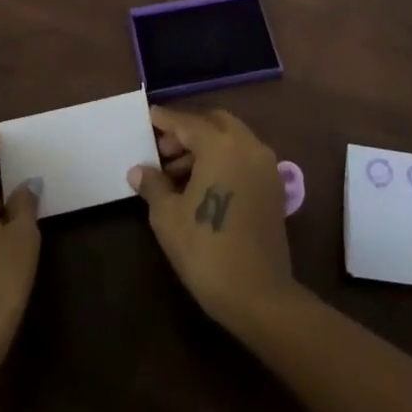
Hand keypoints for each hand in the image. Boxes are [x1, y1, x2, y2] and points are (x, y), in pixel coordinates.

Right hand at [128, 106, 299, 334]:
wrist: (259, 295)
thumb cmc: (207, 251)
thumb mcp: (168, 217)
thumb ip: (153, 185)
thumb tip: (138, 170)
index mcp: (221, 146)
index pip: (187, 123)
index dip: (166, 120)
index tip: (149, 115)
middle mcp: (248, 146)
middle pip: (215, 123)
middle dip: (188, 130)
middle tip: (163, 150)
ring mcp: (265, 165)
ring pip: (232, 139)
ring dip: (206, 146)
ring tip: (176, 174)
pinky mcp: (273, 186)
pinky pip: (244, 157)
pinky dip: (223, 159)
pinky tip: (202, 184)